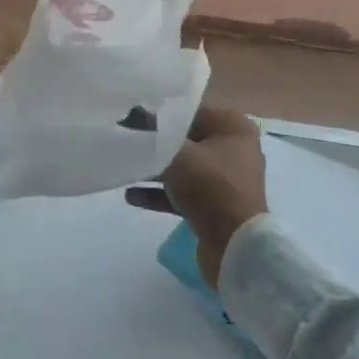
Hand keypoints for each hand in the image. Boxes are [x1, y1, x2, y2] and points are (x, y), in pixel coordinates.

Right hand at [128, 107, 268, 286]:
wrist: (235, 248)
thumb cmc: (210, 188)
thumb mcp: (176, 154)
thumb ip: (152, 134)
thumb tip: (130, 116)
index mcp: (232, 127)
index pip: (190, 110)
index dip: (159, 113)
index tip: (130, 116)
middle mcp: (233, 148)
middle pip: (186, 139)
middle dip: (155, 143)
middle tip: (124, 139)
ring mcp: (225, 179)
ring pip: (183, 167)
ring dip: (154, 169)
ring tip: (125, 167)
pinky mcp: (216, 206)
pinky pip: (184, 191)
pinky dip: (161, 192)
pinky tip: (131, 195)